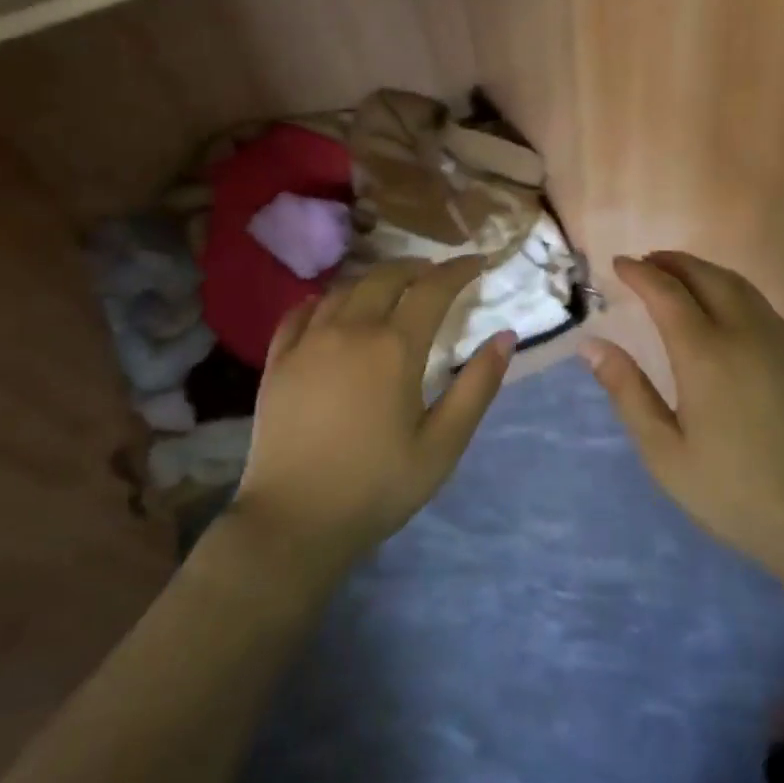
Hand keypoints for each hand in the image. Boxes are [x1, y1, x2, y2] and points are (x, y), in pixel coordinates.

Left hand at [232, 256, 513, 576]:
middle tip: (434, 273)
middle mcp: (350, 330)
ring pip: (345, 288)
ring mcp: (308, 341)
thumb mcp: (443, 444)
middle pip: (386, 277)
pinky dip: (325, 299)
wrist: (293, 520)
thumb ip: (477, 387)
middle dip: (416, 267)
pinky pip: (302, 311)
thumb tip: (505, 337)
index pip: (432, 288)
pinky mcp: (278, 360)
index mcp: (394, 347)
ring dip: (374, 279)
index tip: (477, 262)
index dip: (458, 270)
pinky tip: (332, 308)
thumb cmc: (377, 485)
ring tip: (391, 287)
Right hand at [583, 252, 783, 600]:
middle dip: (673, 261)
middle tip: (646, 262)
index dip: (640, 273)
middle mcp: (746, 335)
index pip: (667, 294)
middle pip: (707, 276)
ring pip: (739, 285)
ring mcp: (781, 342)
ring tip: (678, 277)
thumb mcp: (665, 453)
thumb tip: (592, 346)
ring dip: (704, 271)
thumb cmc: (734, 493)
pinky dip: (732, 291)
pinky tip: (722, 311)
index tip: (618, 263)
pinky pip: (761, 305)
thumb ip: (628, 392)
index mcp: (706, 356)